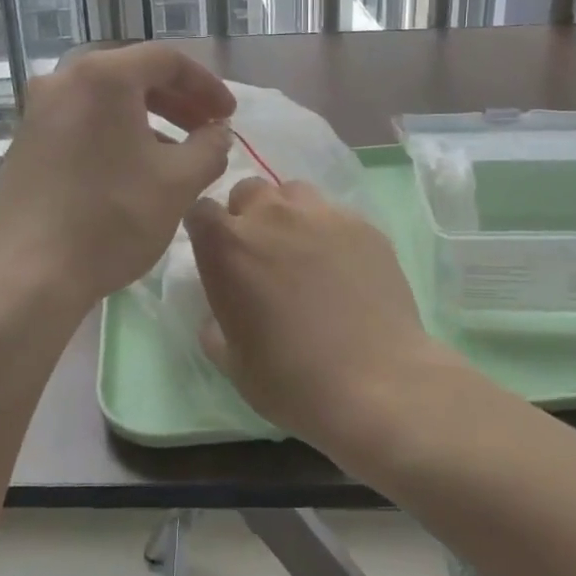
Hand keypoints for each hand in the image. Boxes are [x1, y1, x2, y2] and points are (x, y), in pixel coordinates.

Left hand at [0, 45, 234, 314]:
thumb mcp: (178, 182)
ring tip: (177, 154)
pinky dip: (116, 134)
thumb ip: (209, 148)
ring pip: (106, 101)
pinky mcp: (25, 143)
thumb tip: (217, 133)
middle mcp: (63, 80)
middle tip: (207, 130)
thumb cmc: (111, 218)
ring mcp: (38, 112)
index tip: (228, 115)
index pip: (167, 60)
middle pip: (133, 74)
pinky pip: (82, 122)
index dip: (206, 84)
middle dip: (178, 100)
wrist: (27, 275)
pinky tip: (134, 170)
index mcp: (102, 76)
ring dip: (148, 119)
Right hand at [185, 178, 453, 451]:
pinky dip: (330, 231)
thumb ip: (216, 328)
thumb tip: (218, 318)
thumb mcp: (233, 363)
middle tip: (262, 253)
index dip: (207, 229)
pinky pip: (335, 214)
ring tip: (303, 251)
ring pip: (294, 193)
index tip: (216, 252)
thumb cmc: (291, 379)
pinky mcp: (363, 224)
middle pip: (249, 191)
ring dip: (289, 215)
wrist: (375, 384)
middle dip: (248, 215)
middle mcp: (270, 216)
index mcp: (228, 246)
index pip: (201, 210)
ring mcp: (321, 214)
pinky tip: (344, 267)